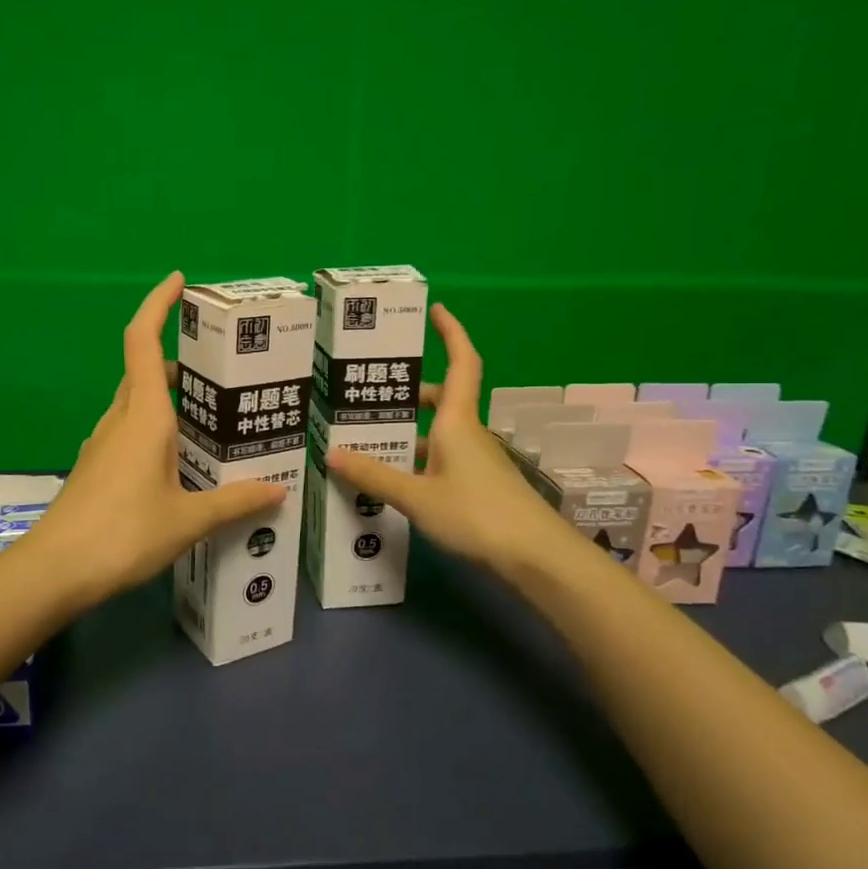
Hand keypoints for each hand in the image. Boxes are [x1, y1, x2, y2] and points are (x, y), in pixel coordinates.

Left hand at [32, 273, 285, 606]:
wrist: (54, 571)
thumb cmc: (123, 533)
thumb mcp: (188, 520)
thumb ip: (235, 502)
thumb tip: (279, 491)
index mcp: (143, 415)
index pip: (143, 341)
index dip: (158, 304)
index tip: (178, 281)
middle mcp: (121, 419)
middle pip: (146, 371)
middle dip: (181, 360)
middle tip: (223, 370)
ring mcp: (104, 444)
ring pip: (139, 404)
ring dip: (171, 399)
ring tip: (214, 417)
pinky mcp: (97, 468)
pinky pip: (131, 432)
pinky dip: (158, 429)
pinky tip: (183, 461)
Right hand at [326, 303, 579, 579]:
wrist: (536, 558)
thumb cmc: (476, 514)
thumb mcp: (417, 497)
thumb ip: (375, 476)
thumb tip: (331, 453)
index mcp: (457, 421)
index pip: (460, 363)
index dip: (451, 333)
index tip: (436, 310)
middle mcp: (467, 433)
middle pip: (439, 400)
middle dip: (408, 393)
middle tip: (369, 394)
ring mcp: (476, 461)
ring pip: (437, 433)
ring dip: (408, 432)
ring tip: (366, 439)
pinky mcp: (478, 486)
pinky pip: (441, 460)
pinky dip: (417, 461)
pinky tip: (393, 480)